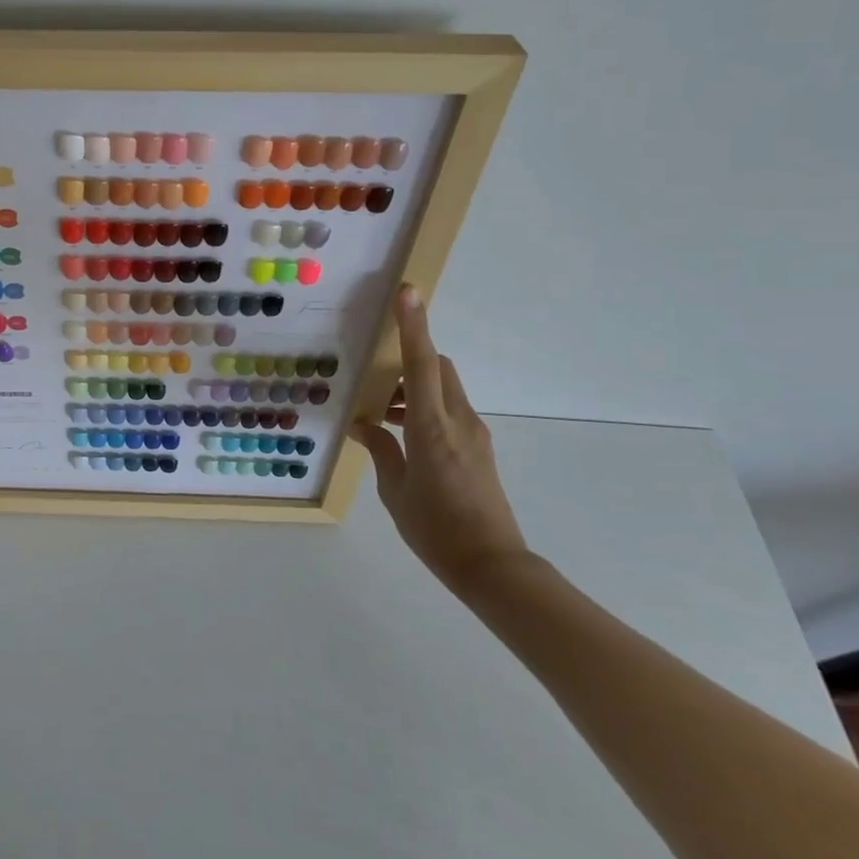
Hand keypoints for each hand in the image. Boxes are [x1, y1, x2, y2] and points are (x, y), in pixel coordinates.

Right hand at [352, 286, 528, 591]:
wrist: (492, 566)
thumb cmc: (434, 529)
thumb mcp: (395, 490)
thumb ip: (381, 449)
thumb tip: (365, 425)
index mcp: (432, 428)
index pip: (421, 365)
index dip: (414, 326)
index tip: (408, 292)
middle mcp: (459, 421)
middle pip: (437, 368)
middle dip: (409, 361)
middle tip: (377, 384)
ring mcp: (474, 433)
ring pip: (444, 388)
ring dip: (415, 389)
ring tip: (385, 419)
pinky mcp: (479, 447)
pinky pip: (450, 410)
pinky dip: (426, 409)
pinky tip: (404, 438)